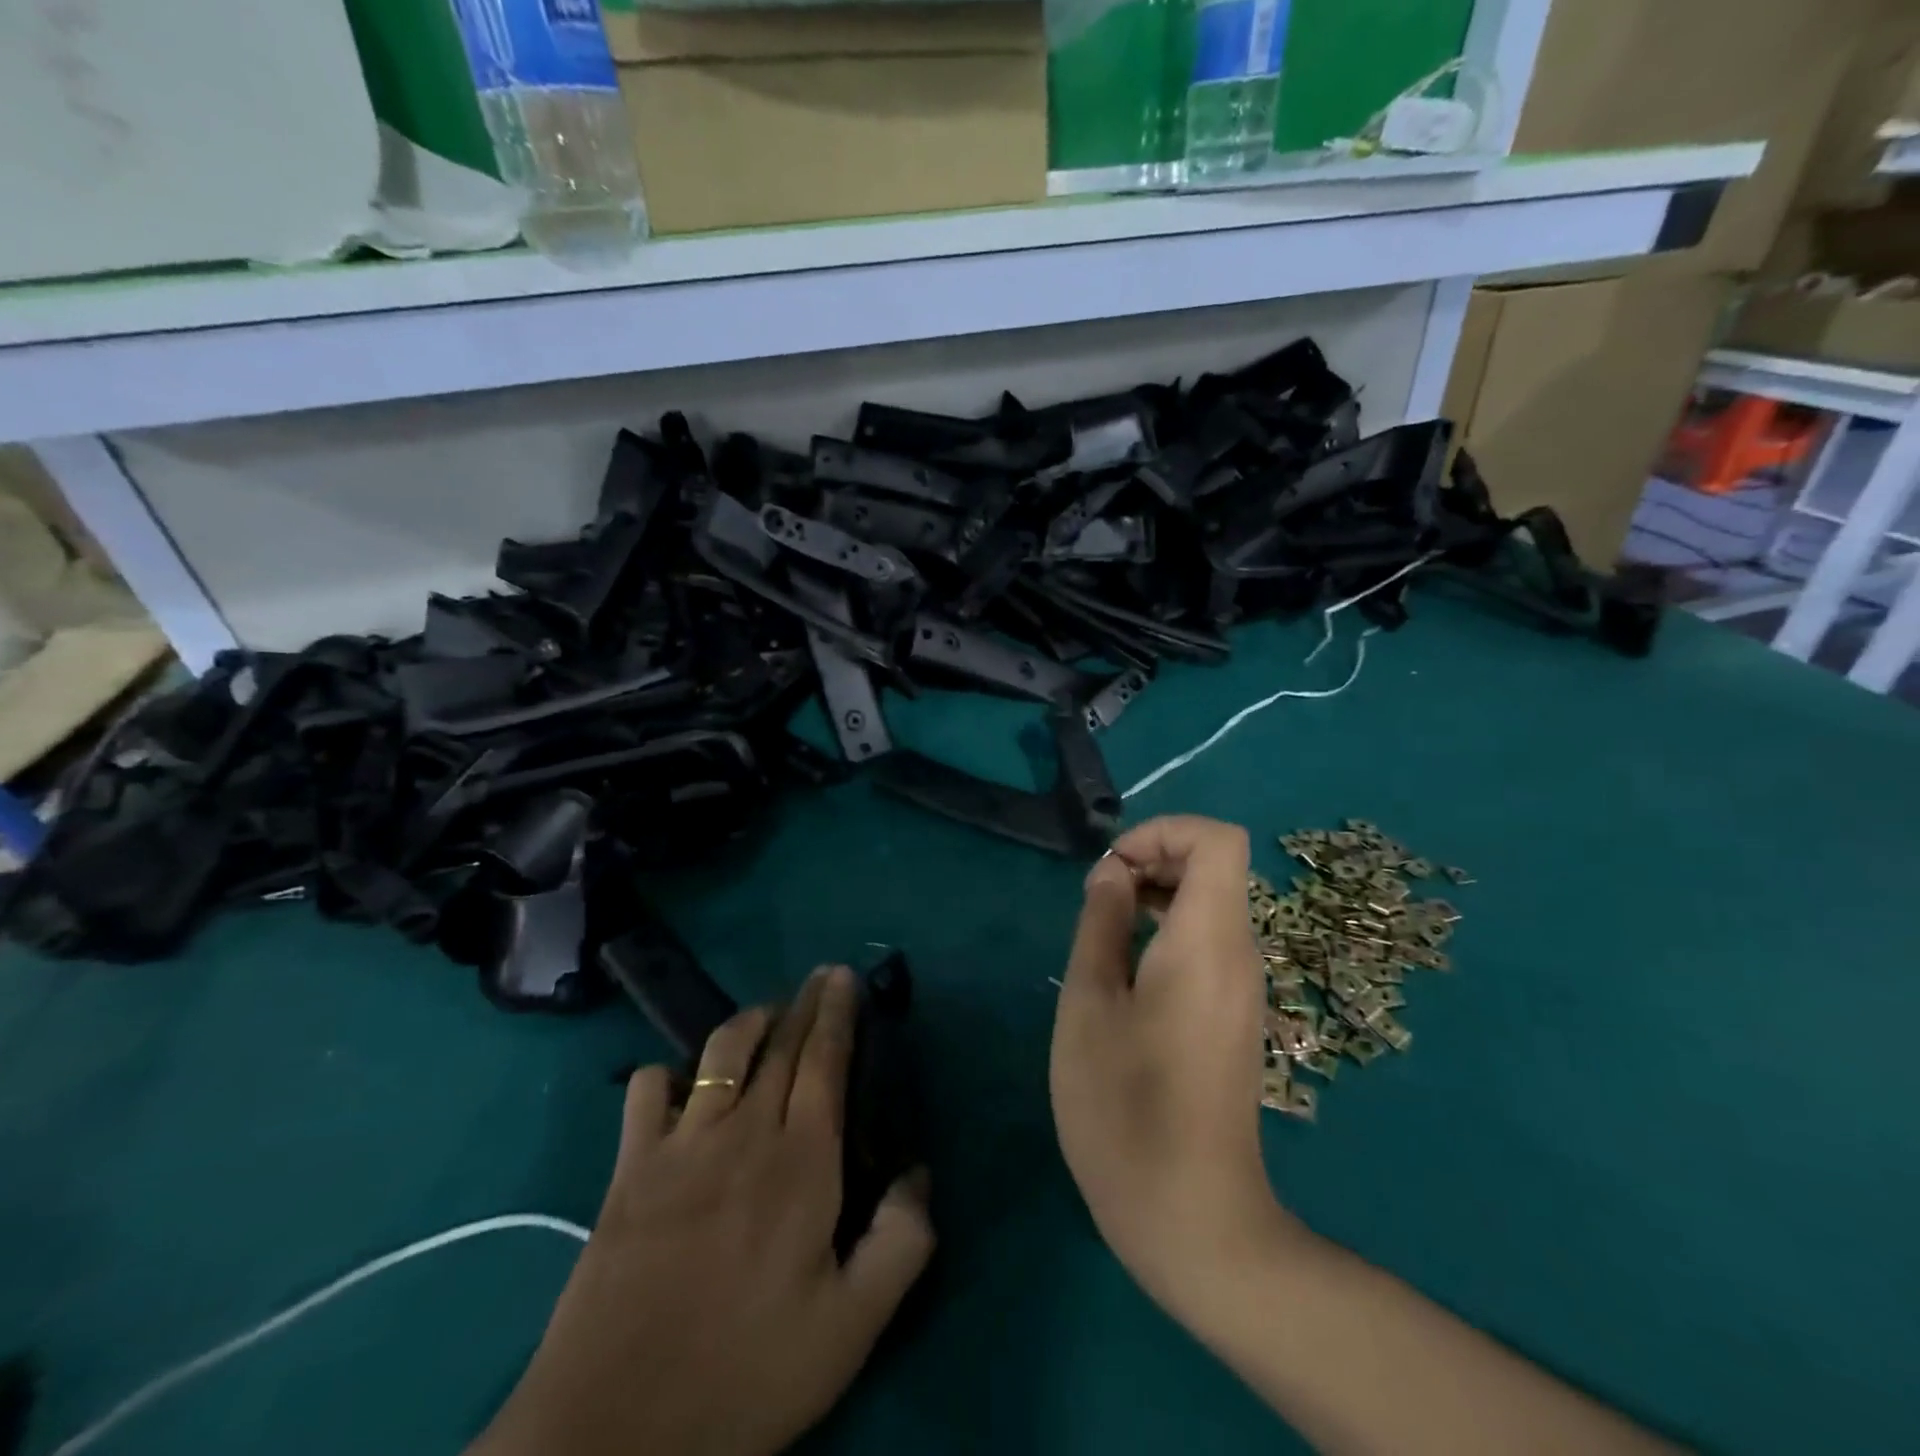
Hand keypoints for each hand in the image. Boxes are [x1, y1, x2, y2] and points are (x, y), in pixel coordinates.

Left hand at [472, 967, 934, 1455]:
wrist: (614, 1432)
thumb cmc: (745, 1374)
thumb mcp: (851, 1328)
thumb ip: (902, 1242)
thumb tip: (919, 1172)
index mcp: (802, 1162)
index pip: (825, 1061)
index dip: (837, 1013)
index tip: (843, 977)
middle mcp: (744, 1132)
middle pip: (780, 1045)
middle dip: (804, 1002)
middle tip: (819, 976)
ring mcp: (680, 1144)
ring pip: (720, 1052)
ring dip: (748, 1022)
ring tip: (766, 1016)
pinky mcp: (629, 1168)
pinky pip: (646, 1090)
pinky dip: (666, 1073)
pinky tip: (680, 1084)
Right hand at [1050, 816, 1292, 1318]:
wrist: (1194, 1219)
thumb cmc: (1126, 1108)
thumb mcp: (1090, 1005)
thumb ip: (1102, 923)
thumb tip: (1114, 872)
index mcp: (1208, 941)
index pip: (1218, 840)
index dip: (1163, 831)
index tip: (1112, 867)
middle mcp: (1240, 954)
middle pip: (1215, 866)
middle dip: (1153, 858)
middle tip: (1096, 896)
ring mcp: (1242, 988)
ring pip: (1211, 903)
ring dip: (1156, 894)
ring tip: (1101, 929)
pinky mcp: (1234, 1016)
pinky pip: (1209, 942)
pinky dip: (1168, 930)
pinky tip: (1124, 971)